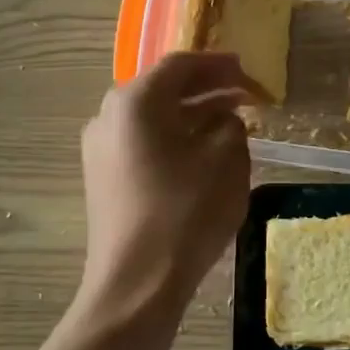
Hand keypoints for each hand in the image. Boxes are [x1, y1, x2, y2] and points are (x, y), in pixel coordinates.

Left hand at [80, 52, 258, 312]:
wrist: (137, 284)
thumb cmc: (186, 213)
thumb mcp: (226, 160)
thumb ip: (231, 124)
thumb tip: (222, 119)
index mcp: (135, 102)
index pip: (181, 65)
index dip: (219, 65)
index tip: (248, 71)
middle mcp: (108, 116)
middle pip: (163, 89)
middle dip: (207, 89)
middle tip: (244, 95)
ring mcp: (100, 150)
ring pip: (154, 119)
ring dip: (192, 115)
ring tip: (231, 122)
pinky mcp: (103, 179)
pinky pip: (144, 144)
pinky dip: (175, 139)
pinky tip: (202, 154)